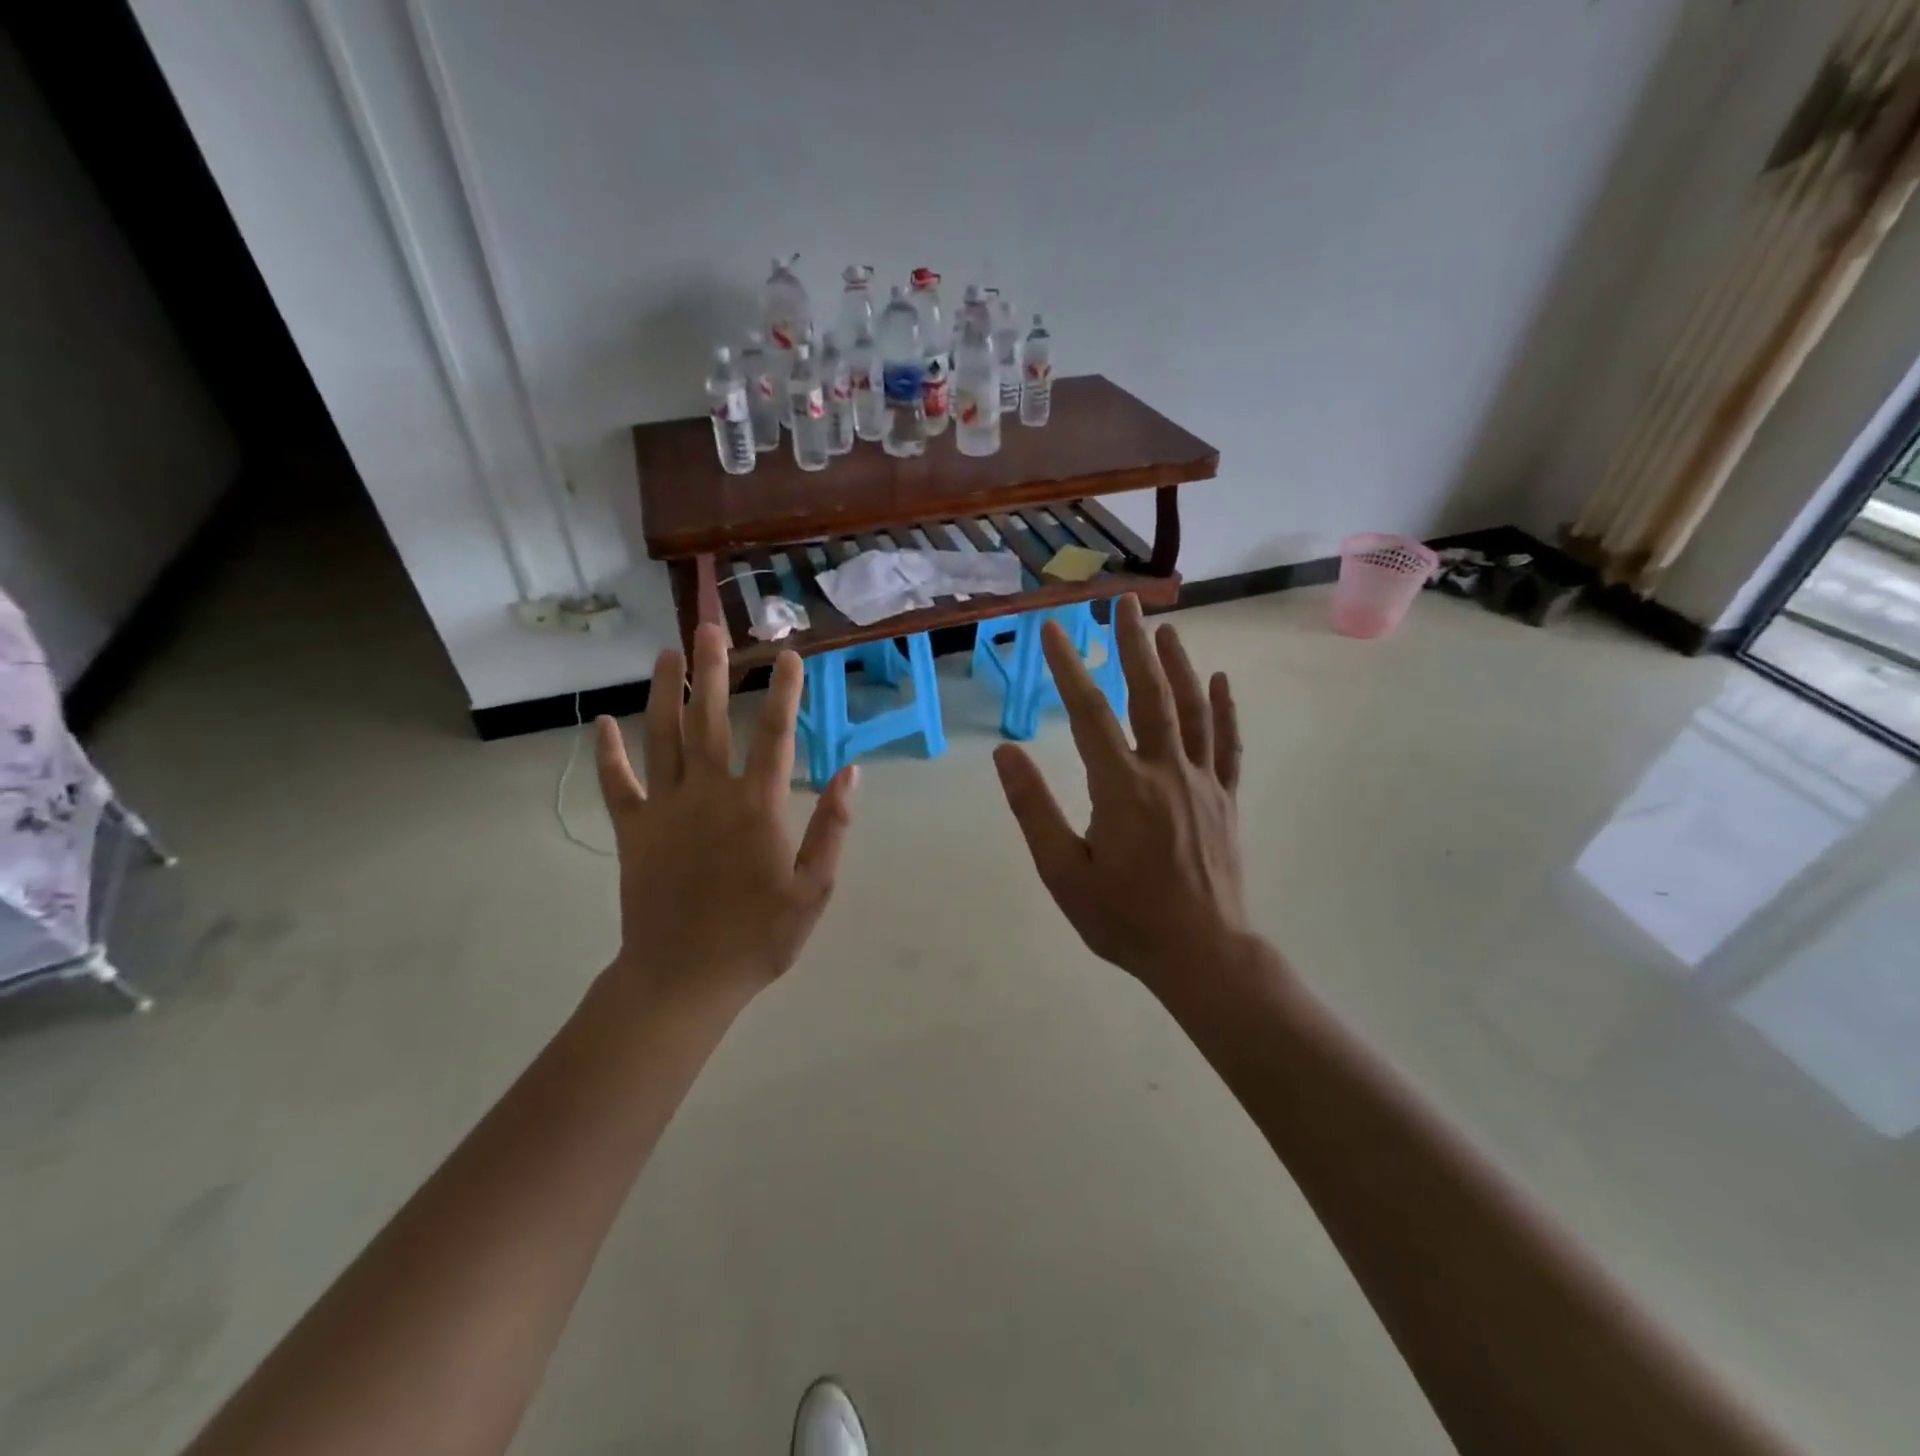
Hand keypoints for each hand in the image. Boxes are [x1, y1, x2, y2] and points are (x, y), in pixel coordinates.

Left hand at [594, 623, 855, 999]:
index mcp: (757, 807)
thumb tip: (851, 772)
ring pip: (662, 737)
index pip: (777, 735)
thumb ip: (833, 828)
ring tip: (666, 653)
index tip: (790, 655)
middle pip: (710, 719)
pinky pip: (618, 783)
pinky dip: (610, 752)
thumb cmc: (758, 937)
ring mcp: (665, 809)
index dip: (786, 692)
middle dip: (712, 670)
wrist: (683, 979)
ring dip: (664, 692)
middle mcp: (709, 794)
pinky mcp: (633, 830)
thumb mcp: (814, 889)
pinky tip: (605, 722)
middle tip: (710, 628)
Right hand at [993, 596, 1247, 997]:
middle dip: (1133, 646)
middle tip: (1123, 603)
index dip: (1069, 668)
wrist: (1203, 954)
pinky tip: (1221, 679)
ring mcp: (1203, 783)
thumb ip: (1034, 809)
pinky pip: (1228, 744)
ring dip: (1179, 665)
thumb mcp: (1064, 872)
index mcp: (1122, 787)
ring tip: (1166, 628)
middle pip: (1149, 695)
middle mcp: (1166, 772)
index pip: (1089, 714)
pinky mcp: (1226, 800)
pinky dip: (1225, 708)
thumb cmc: (1125, 919)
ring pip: (1192, 710)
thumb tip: (1005, 752)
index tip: (1054, 630)